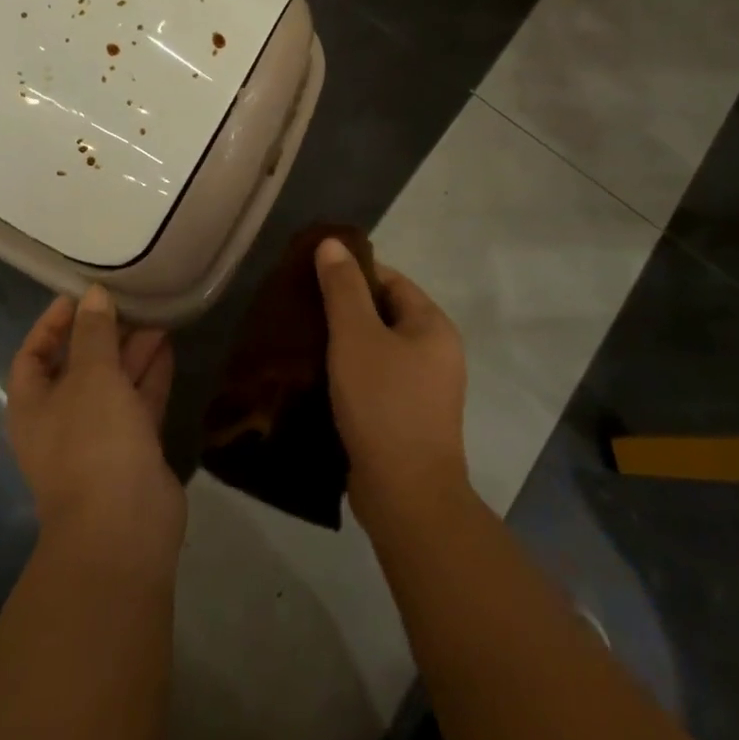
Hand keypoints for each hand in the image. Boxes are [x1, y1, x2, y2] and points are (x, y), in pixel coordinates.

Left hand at [6, 285, 182, 572]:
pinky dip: (150, 376)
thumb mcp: (91, 375)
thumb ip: (93, 332)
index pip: (33, 354)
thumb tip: (93, 294)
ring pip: (113, 383)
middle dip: (102, 334)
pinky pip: (138, 403)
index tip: (78, 297)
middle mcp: (61, 420)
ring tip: (156, 315)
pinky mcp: (132, 451)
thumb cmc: (93, 441)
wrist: (124, 529)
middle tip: (129, 301)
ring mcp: (98, 438)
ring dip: (131, 351)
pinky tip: (167, 346)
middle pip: (78, 366)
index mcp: (33, 405)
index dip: (52, 324)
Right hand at [315, 238, 469, 531]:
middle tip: (302, 308)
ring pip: (377, 348)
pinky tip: (319, 376)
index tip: (312, 278)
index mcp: (432, 326)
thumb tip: (332, 242)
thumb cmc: (383, 403)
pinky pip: (376, 379)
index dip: (352, 273)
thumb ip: (343, 287)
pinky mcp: (408, 418)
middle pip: (383, 312)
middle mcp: (436, 352)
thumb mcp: (356, 336)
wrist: (406, 496)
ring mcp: (425, 389)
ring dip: (344, 343)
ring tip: (303, 339)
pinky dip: (350, 373)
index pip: (389, 279)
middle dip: (344, 308)